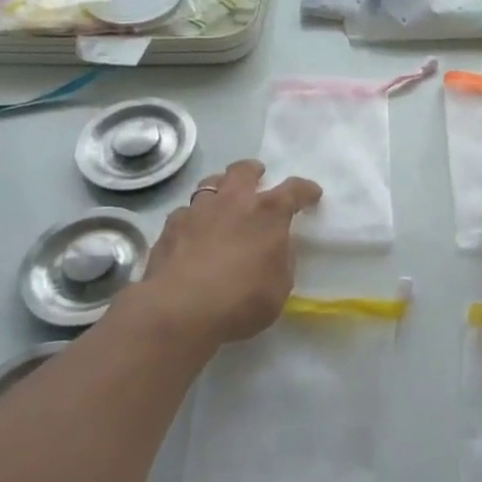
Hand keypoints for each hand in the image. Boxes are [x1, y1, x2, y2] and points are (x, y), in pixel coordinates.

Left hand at [129, 159, 321, 354]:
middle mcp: (233, 201)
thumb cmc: (240, 301)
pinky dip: (193, 218)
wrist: (179, 311)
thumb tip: (276, 249)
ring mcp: (198, 211)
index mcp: (268, 213)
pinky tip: (193, 233)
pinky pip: (185, 212)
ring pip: (209, 183)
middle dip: (254, 171)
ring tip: (223, 201)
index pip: (294, 190)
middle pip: (243, 170)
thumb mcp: (279, 288)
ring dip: (221, 188)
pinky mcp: (170, 227)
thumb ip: (281, 261)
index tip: (312, 194)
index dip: (305, 190)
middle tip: (258, 178)